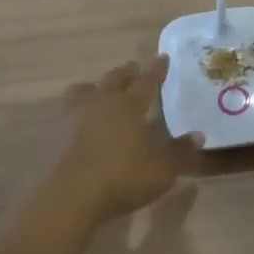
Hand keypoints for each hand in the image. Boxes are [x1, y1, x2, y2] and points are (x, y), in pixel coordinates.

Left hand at [55, 56, 204, 221]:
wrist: (70, 196)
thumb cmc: (123, 177)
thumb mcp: (162, 169)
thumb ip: (180, 151)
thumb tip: (198, 135)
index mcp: (129, 105)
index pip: (147, 81)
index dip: (156, 70)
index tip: (163, 57)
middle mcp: (101, 102)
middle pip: (114, 79)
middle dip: (127, 72)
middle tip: (134, 68)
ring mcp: (74, 116)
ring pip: (84, 90)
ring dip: (96, 86)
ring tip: (100, 89)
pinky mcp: (55, 134)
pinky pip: (68, 111)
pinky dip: (77, 109)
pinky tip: (80, 119)